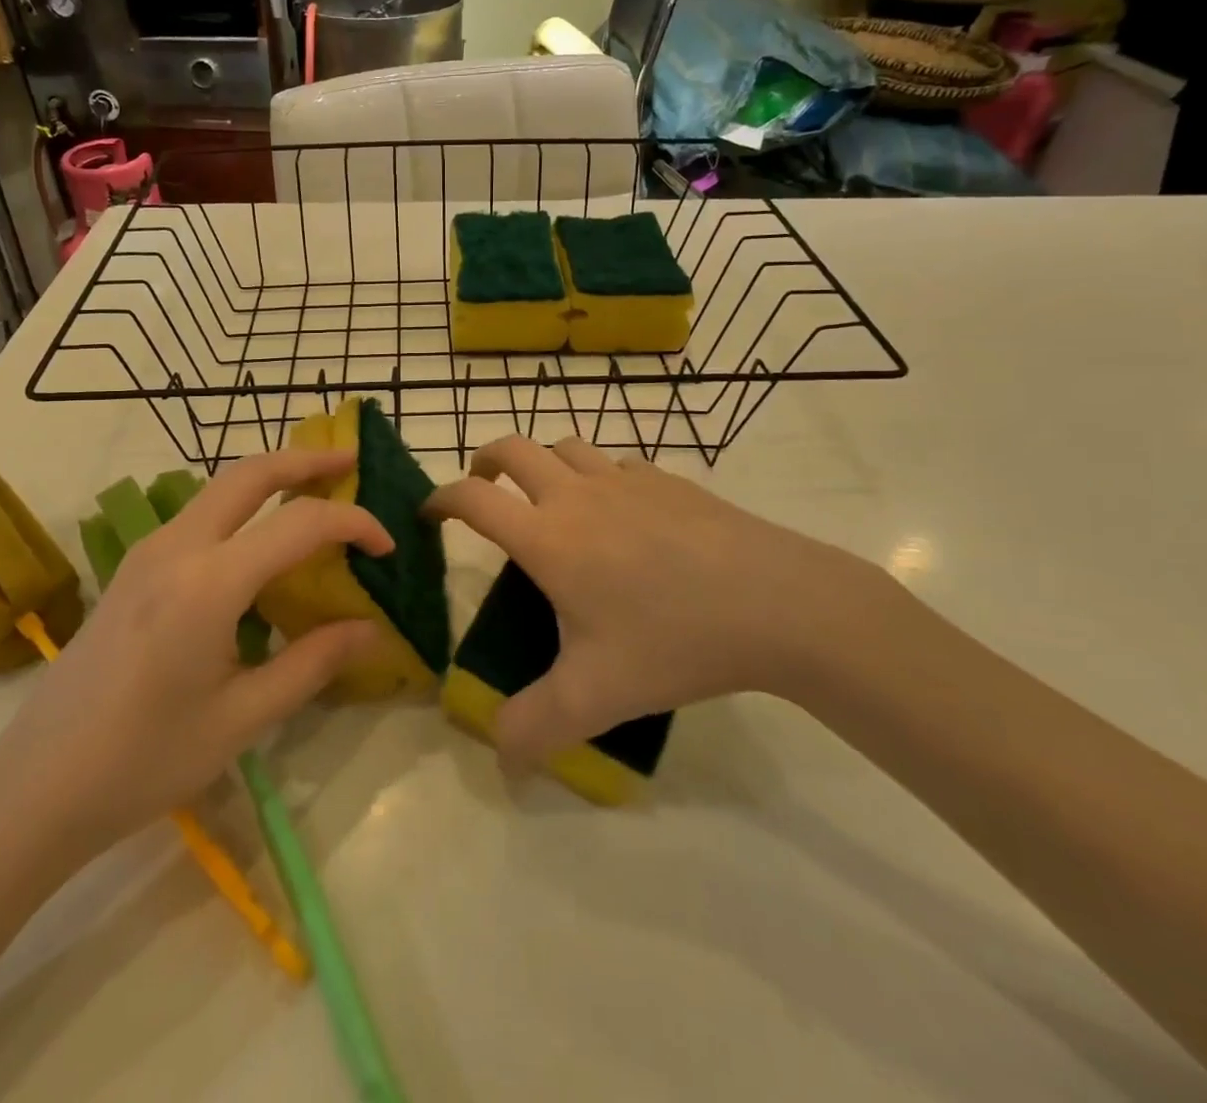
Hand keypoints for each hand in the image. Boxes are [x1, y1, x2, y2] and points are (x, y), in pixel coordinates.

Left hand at [0, 449, 389, 868]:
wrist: (36, 786)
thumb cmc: (144, 760)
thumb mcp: (242, 718)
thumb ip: (313, 663)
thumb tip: (371, 629)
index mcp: (209, 583)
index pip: (300, 524)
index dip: (354, 524)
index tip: (387, 546)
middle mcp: (176, 547)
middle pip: (250, 473)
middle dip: (306, 459)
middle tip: (352, 462)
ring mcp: (148, 552)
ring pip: (220, 487)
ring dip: (272, 477)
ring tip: (316, 490)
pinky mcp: (133, 568)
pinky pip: (199, 514)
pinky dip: (243, 506)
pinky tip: (261, 541)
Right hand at [426, 436, 896, 768]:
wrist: (777, 602)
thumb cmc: (673, 641)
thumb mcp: (596, 697)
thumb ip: (535, 728)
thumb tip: (499, 760)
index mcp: (548, 537)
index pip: (474, 499)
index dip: (441, 499)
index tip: (429, 513)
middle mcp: (578, 495)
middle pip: (514, 449)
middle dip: (485, 460)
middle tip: (482, 486)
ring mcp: (626, 480)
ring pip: (566, 446)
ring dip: (543, 462)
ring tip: (546, 495)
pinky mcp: (668, 480)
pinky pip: (616, 463)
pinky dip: (598, 475)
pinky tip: (619, 512)